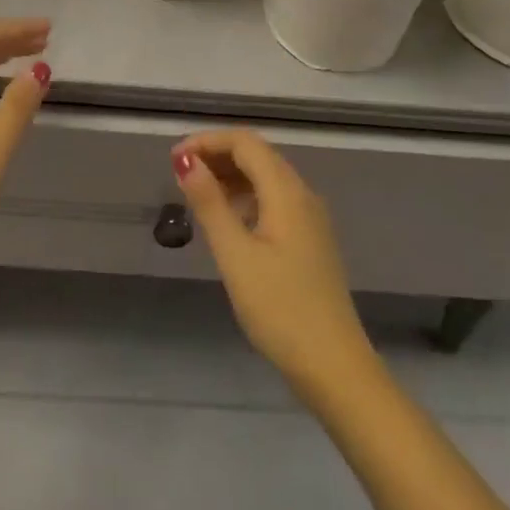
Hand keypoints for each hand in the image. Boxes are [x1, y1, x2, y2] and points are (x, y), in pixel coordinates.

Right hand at [174, 130, 375, 391]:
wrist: (334, 367)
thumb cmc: (280, 308)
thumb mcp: (235, 255)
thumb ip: (209, 203)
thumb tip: (186, 160)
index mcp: (286, 191)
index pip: (245, 142)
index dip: (208, 141)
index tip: (175, 159)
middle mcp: (302, 194)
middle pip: (257, 154)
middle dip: (218, 155)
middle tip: (180, 174)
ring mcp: (310, 218)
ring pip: (267, 177)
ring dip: (231, 175)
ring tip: (197, 194)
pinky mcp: (310, 240)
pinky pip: (275, 199)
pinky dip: (247, 196)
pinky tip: (228, 219)